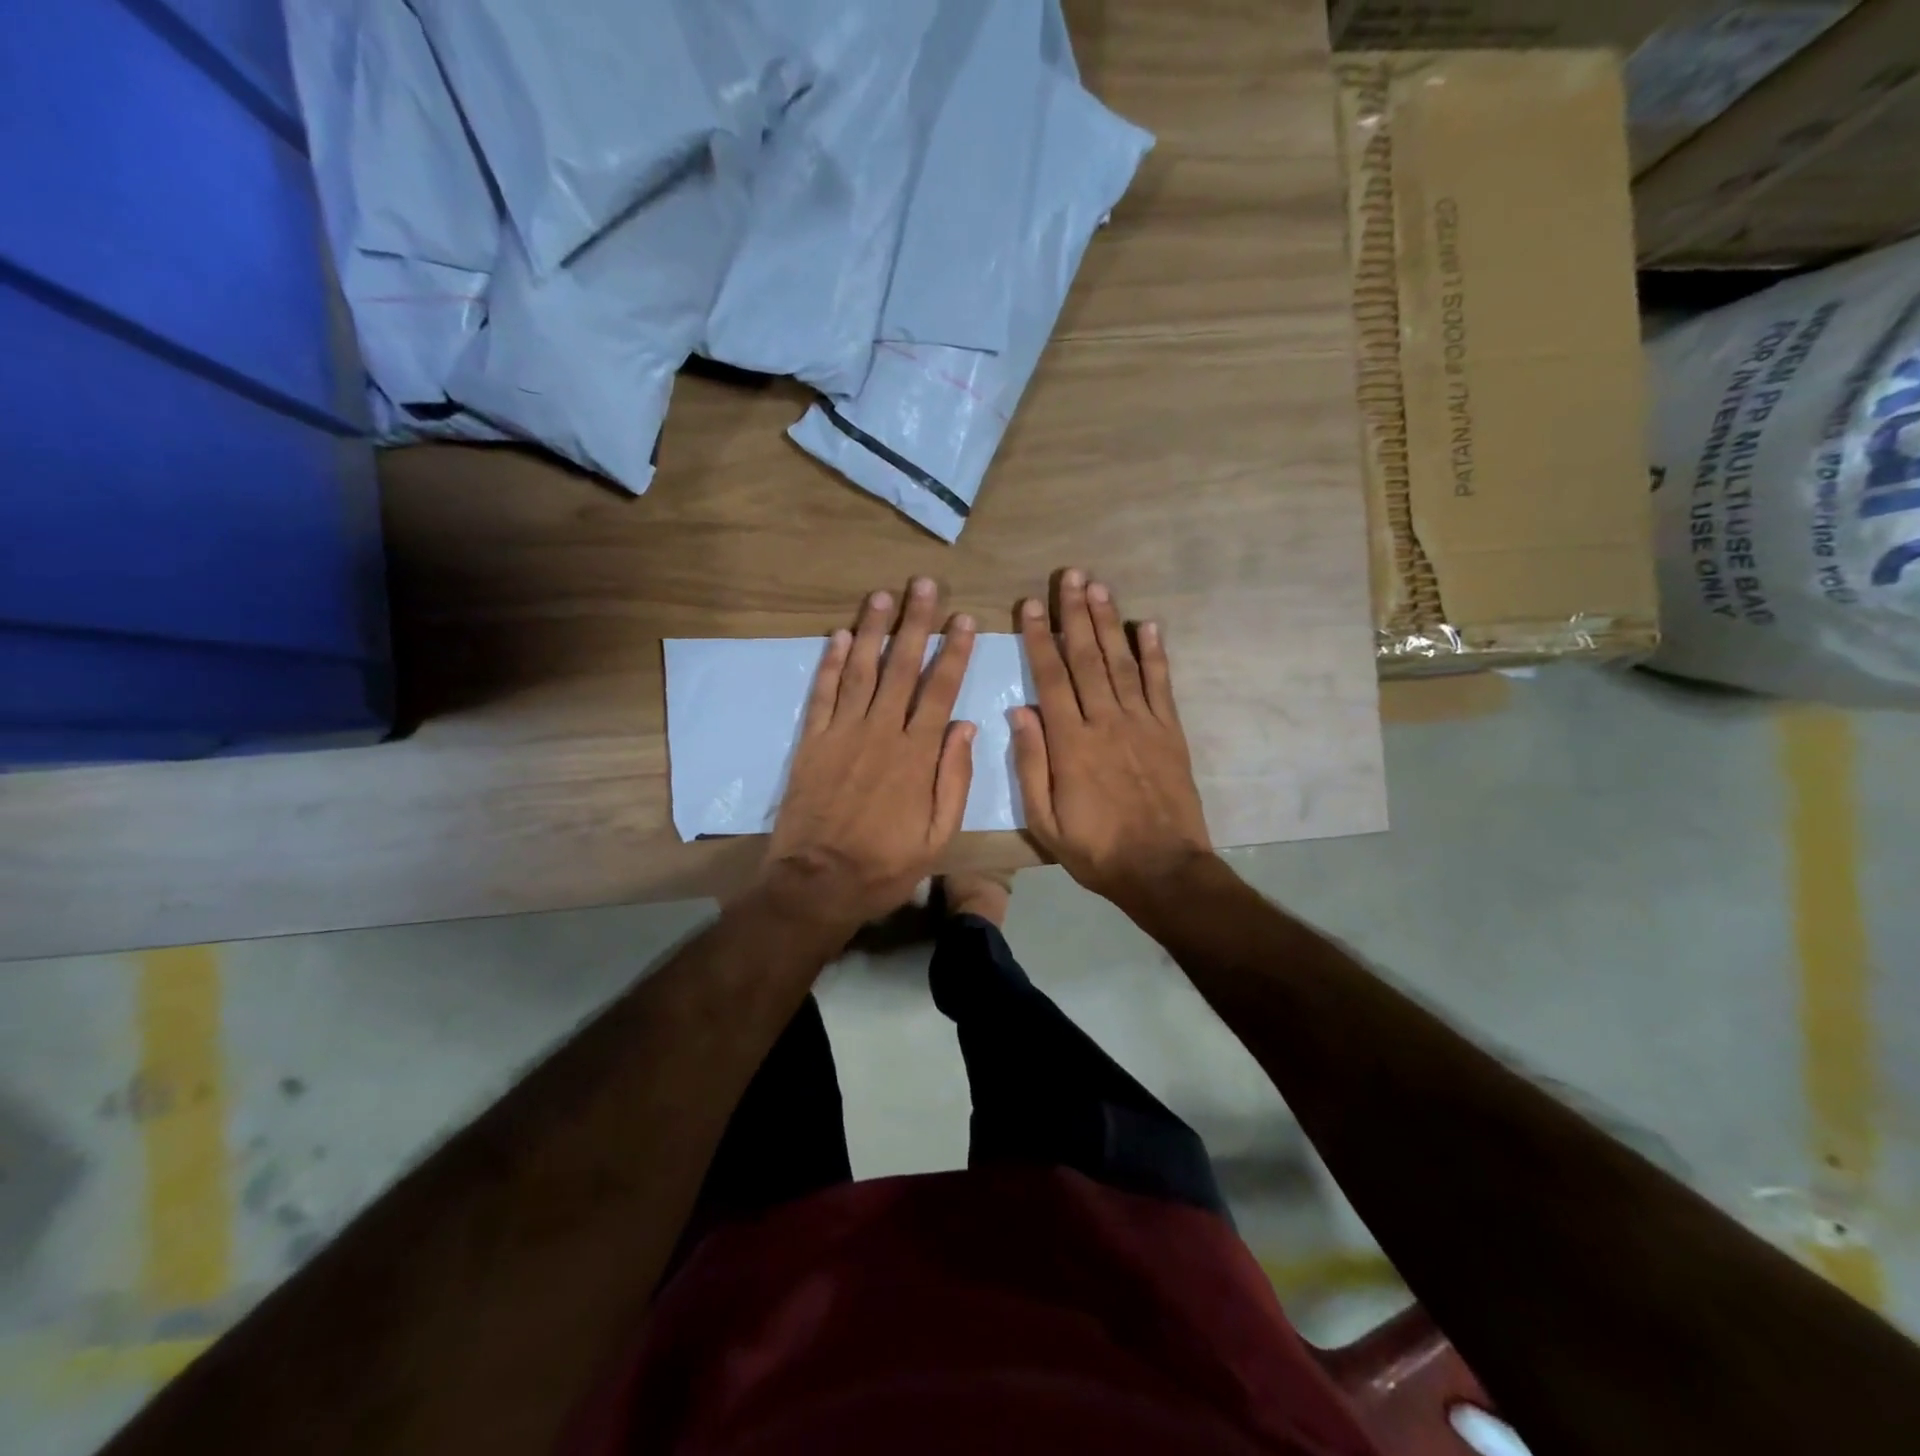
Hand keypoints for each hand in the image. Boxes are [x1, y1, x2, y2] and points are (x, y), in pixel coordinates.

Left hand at [762, 578, 976, 935]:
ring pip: (862, 670)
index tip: (963, 619)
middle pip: (902, 668)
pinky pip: (822, 694)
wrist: (818, 883)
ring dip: (874, 630)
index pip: (940, 690)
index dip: (954, 652)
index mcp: (917, 755)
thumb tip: (965, 727)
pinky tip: (841, 636)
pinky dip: (831, 663)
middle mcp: (881, 732)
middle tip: (924, 585)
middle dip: (916, 624)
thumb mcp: (938, 836)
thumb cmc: (886, 865)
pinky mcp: (812, 742)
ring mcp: (842, 734)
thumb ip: (954, 779)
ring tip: (884, 595)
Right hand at [1012, 569, 1212, 906]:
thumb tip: (1019, 711)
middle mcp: (1106, 721)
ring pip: (1121, 662)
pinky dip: (1155, 653)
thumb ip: (1031, 763)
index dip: (1038, 638)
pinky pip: (1161, 685)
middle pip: (1086, 658)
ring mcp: (1142, 723)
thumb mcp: (1044, 819)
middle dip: (1074, 614)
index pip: (1050, 677)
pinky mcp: (1170, 732)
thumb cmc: (1095, 849)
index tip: (1029, 604)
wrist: (1162, 868)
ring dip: (1108, 623)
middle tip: (1068, 576)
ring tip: (1097, 587)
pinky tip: (1147, 625)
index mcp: (1071, 742)